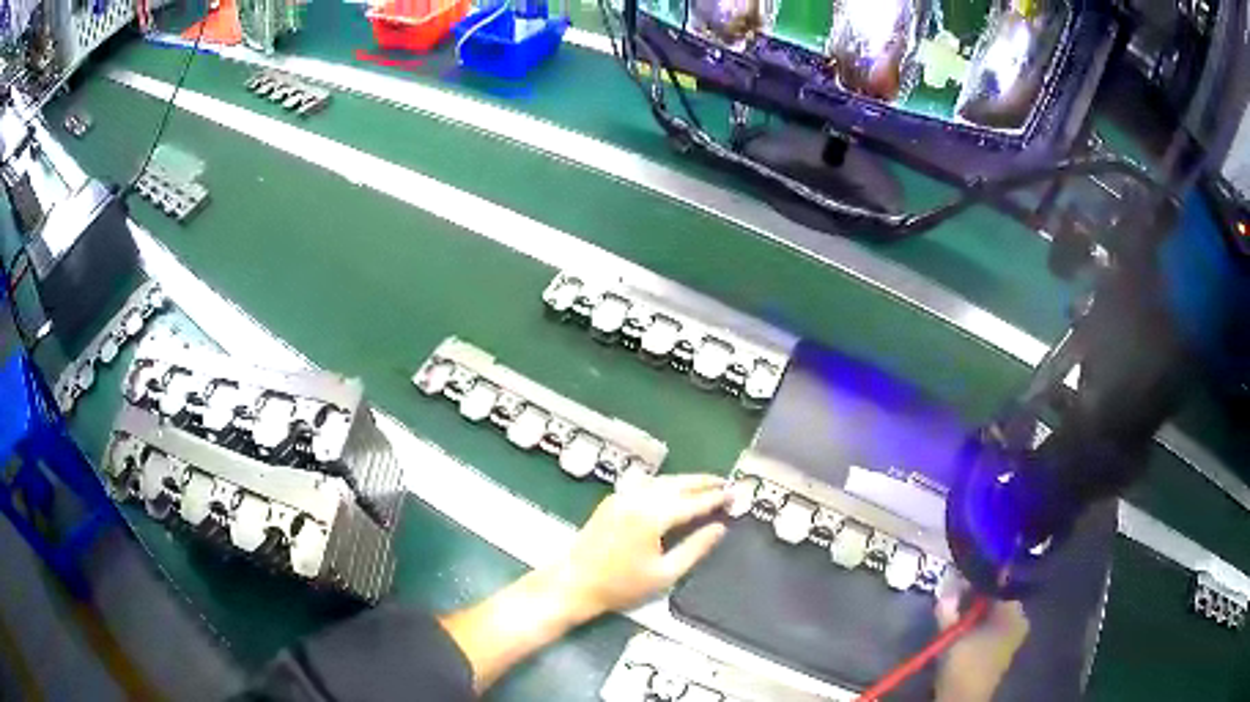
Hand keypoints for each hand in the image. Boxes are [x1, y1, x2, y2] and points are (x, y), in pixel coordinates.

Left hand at [545, 473, 730, 624]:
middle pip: (677, 483)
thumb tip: (719, 528)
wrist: (573, 583)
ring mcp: (621, 497)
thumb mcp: (665, 574)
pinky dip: (665, 484)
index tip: (736, 494)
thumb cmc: (621, 586)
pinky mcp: (611, 501)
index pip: (692, 502)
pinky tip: (673, 490)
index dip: (716, 498)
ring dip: (684, 480)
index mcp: (652, 516)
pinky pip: (645, 485)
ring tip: (706, 485)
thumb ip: (695, 549)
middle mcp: (637, 499)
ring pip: (661, 481)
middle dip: (703, 482)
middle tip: (726, 483)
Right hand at [934, 581, 1029, 701]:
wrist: (964, 700)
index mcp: (1014, 612)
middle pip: (996, 598)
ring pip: (992, 613)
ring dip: (973, 610)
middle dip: (974, 595)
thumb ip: (949, 608)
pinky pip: (991, 626)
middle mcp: (1019, 619)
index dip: (977, 579)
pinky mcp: (1002, 649)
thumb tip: (945, 583)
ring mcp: (1012, 636)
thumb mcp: (953, 635)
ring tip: (954, 608)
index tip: (960, 576)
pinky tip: (961, 626)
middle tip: (953, 593)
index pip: (997, 584)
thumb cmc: (964, 665)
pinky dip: (977, 624)